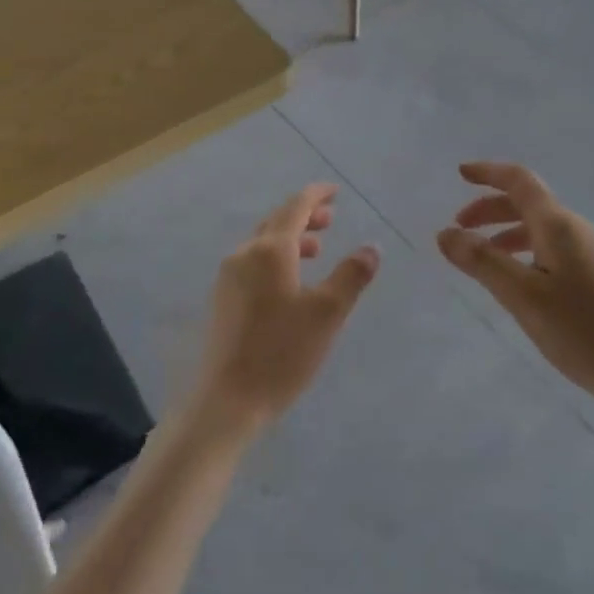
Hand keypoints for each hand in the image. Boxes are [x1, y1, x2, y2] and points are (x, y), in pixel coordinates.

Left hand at [196, 184, 379, 434]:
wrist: (226, 401)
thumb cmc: (281, 352)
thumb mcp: (327, 313)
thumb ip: (351, 276)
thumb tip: (372, 248)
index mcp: (269, 250)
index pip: (295, 207)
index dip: (316, 195)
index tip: (335, 191)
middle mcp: (244, 255)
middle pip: (276, 222)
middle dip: (304, 216)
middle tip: (330, 218)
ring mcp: (228, 278)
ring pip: (263, 243)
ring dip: (290, 238)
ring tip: (316, 249)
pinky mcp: (222, 301)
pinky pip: (253, 262)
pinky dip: (276, 258)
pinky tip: (289, 282)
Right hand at [436, 162, 593, 413]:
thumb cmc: (583, 331)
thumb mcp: (523, 297)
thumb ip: (483, 262)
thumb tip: (445, 233)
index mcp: (558, 225)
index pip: (519, 181)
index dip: (488, 173)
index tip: (460, 173)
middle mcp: (576, 229)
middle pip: (528, 203)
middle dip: (490, 208)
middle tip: (459, 227)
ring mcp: (591, 252)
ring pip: (540, 228)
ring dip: (506, 232)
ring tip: (482, 257)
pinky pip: (552, 248)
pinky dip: (525, 250)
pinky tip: (519, 281)